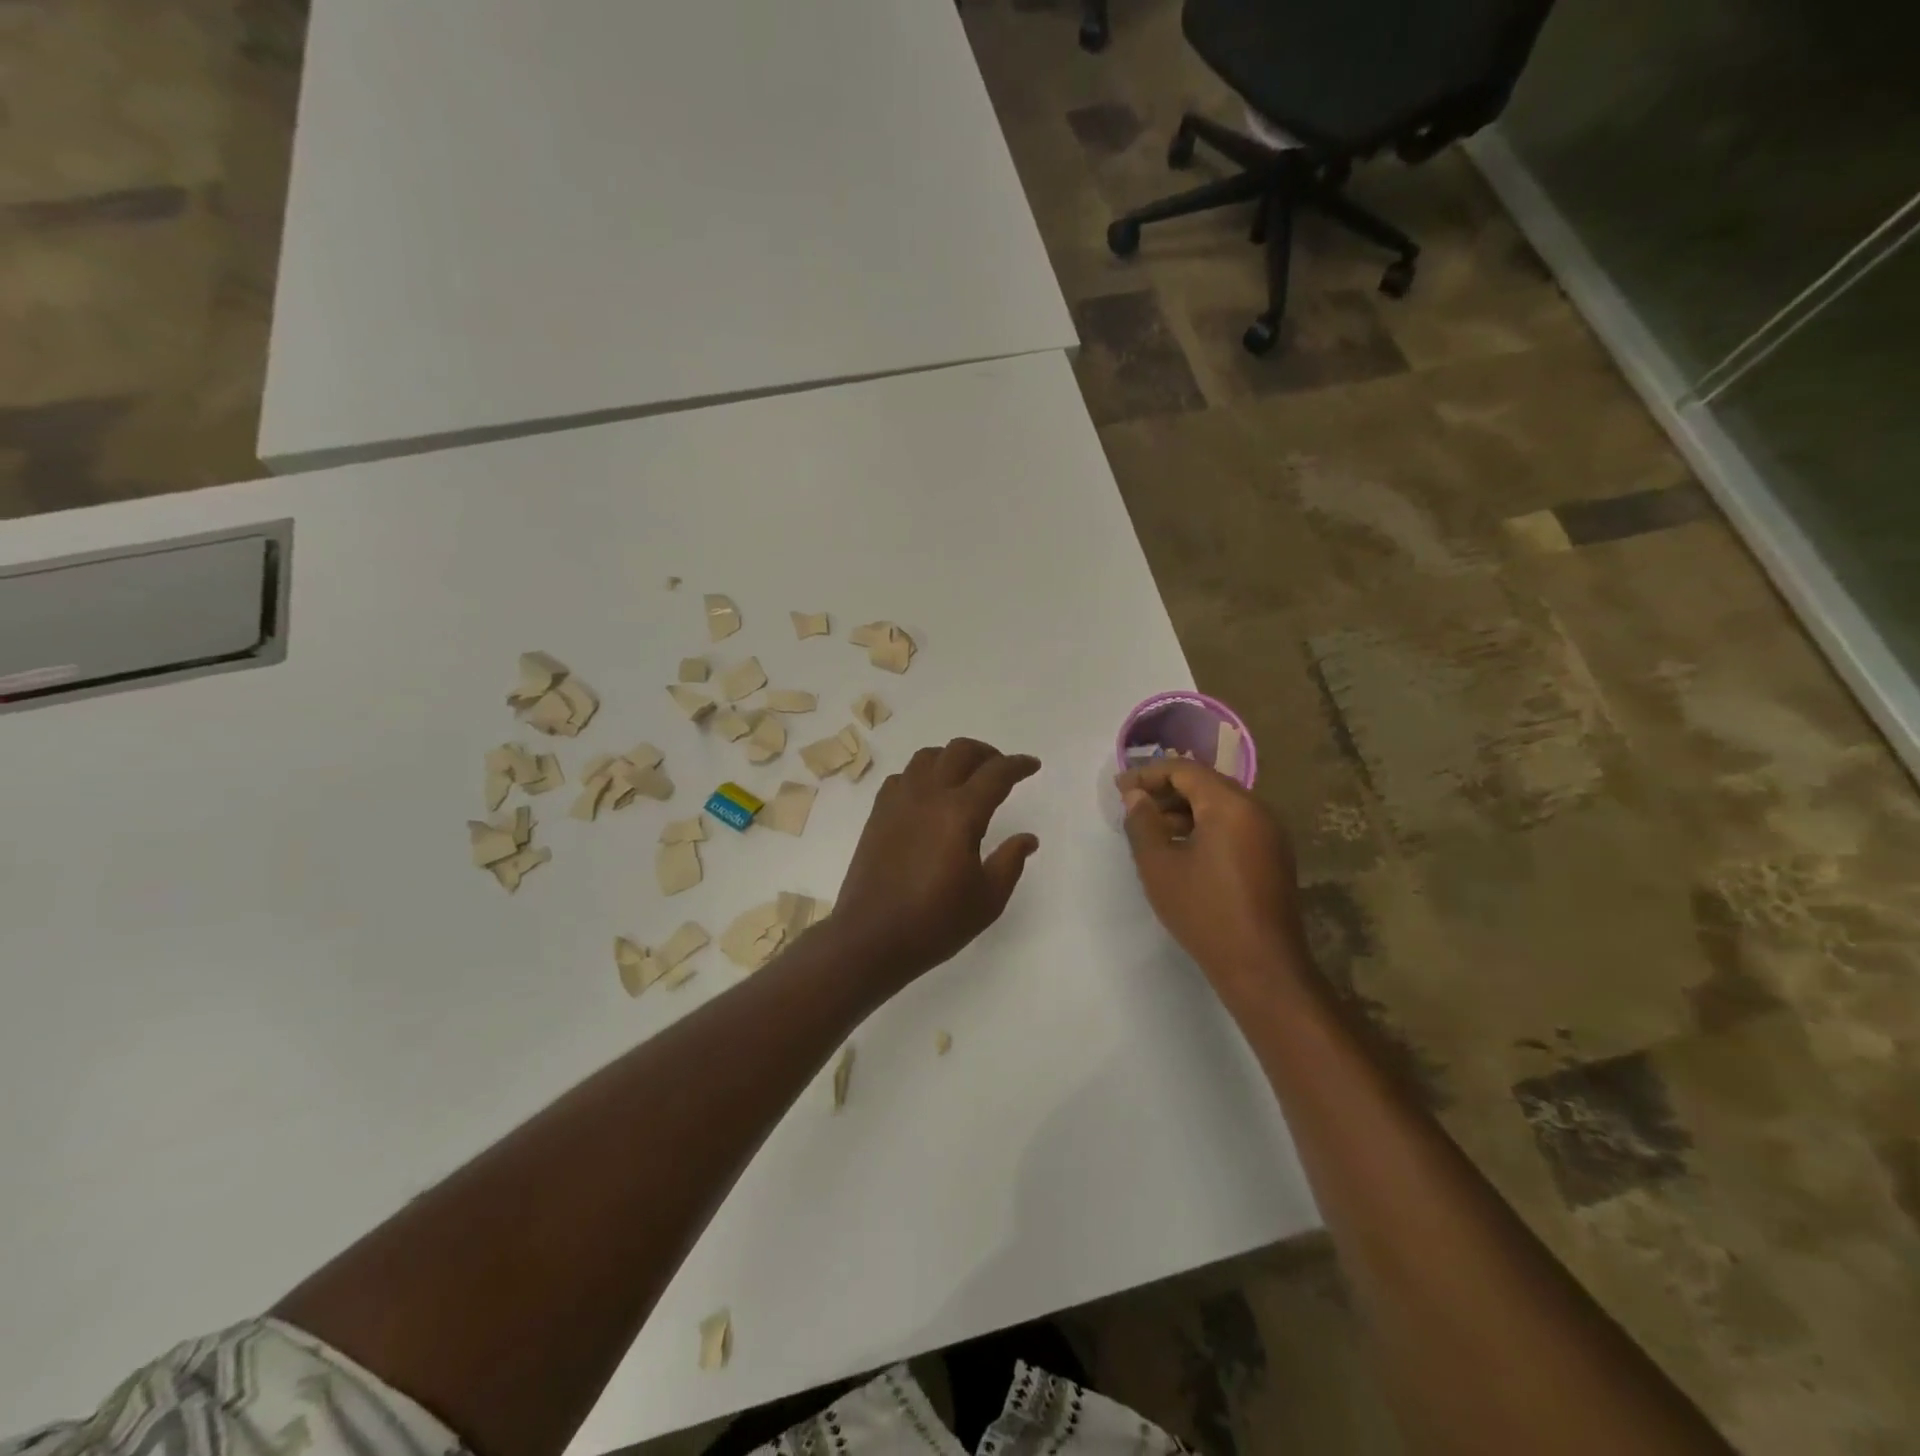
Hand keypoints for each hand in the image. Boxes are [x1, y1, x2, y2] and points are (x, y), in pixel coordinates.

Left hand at [831, 738, 1041, 985]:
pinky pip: (903, 776)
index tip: (1032, 765)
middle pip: (960, 751)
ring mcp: (898, 801)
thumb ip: (1010, 862)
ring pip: (928, 756)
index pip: (996, 773)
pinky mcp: (878, 813)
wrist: (871, 938)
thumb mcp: (987, 900)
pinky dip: (922, 774)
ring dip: (952, 758)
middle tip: (1001, 769)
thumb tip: (1027, 838)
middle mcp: (928, 795)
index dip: (1019, 765)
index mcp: (960, 813)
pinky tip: (929, 796)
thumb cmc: (935, 923)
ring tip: (965, 777)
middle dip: (987, 753)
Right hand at [1120, 761, 1308, 1004]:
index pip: (1185, 770)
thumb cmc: (1205, 912)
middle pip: (1205, 784)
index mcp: (1230, 805)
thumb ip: (1143, 823)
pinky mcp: (1273, 856)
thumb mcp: (1159, 866)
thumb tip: (1136, 796)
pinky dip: (1204, 826)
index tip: (1119, 788)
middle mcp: (1257, 809)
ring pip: (1220, 805)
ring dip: (1184, 810)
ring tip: (1150, 829)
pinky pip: (1234, 825)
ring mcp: (1270, 833)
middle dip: (1166, 791)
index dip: (1148, 774)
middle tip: (1132, 805)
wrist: (1262, 966)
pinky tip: (1180, 849)